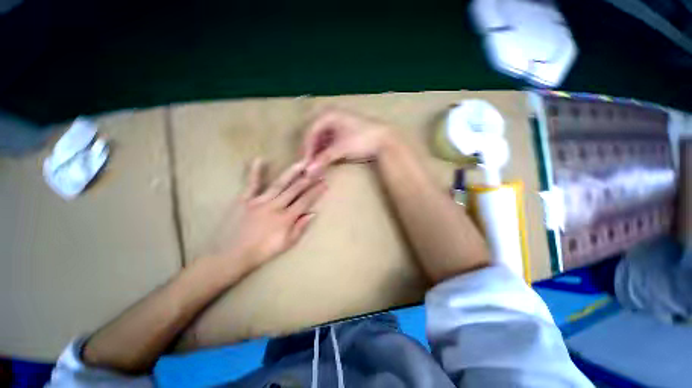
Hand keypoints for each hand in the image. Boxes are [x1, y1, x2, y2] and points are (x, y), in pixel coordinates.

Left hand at [207, 159, 326, 272]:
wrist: (231, 256)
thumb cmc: (261, 252)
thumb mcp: (286, 244)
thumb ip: (300, 228)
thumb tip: (313, 213)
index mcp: (286, 218)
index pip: (305, 201)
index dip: (316, 191)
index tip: (324, 183)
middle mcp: (275, 206)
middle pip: (295, 190)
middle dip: (308, 179)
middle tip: (316, 169)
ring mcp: (259, 201)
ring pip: (279, 184)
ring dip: (291, 173)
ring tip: (300, 163)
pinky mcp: (244, 200)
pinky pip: (251, 184)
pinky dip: (254, 172)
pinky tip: (259, 159)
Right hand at [302, 109, 392, 176]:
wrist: (384, 139)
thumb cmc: (361, 140)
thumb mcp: (341, 149)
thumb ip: (323, 159)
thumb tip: (308, 171)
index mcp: (328, 115)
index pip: (310, 132)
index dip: (306, 148)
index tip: (305, 162)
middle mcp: (330, 115)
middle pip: (314, 134)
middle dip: (311, 149)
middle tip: (310, 163)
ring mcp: (338, 123)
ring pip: (322, 137)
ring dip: (319, 150)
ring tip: (317, 163)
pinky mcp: (344, 131)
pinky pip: (330, 140)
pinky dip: (327, 149)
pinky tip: (326, 158)